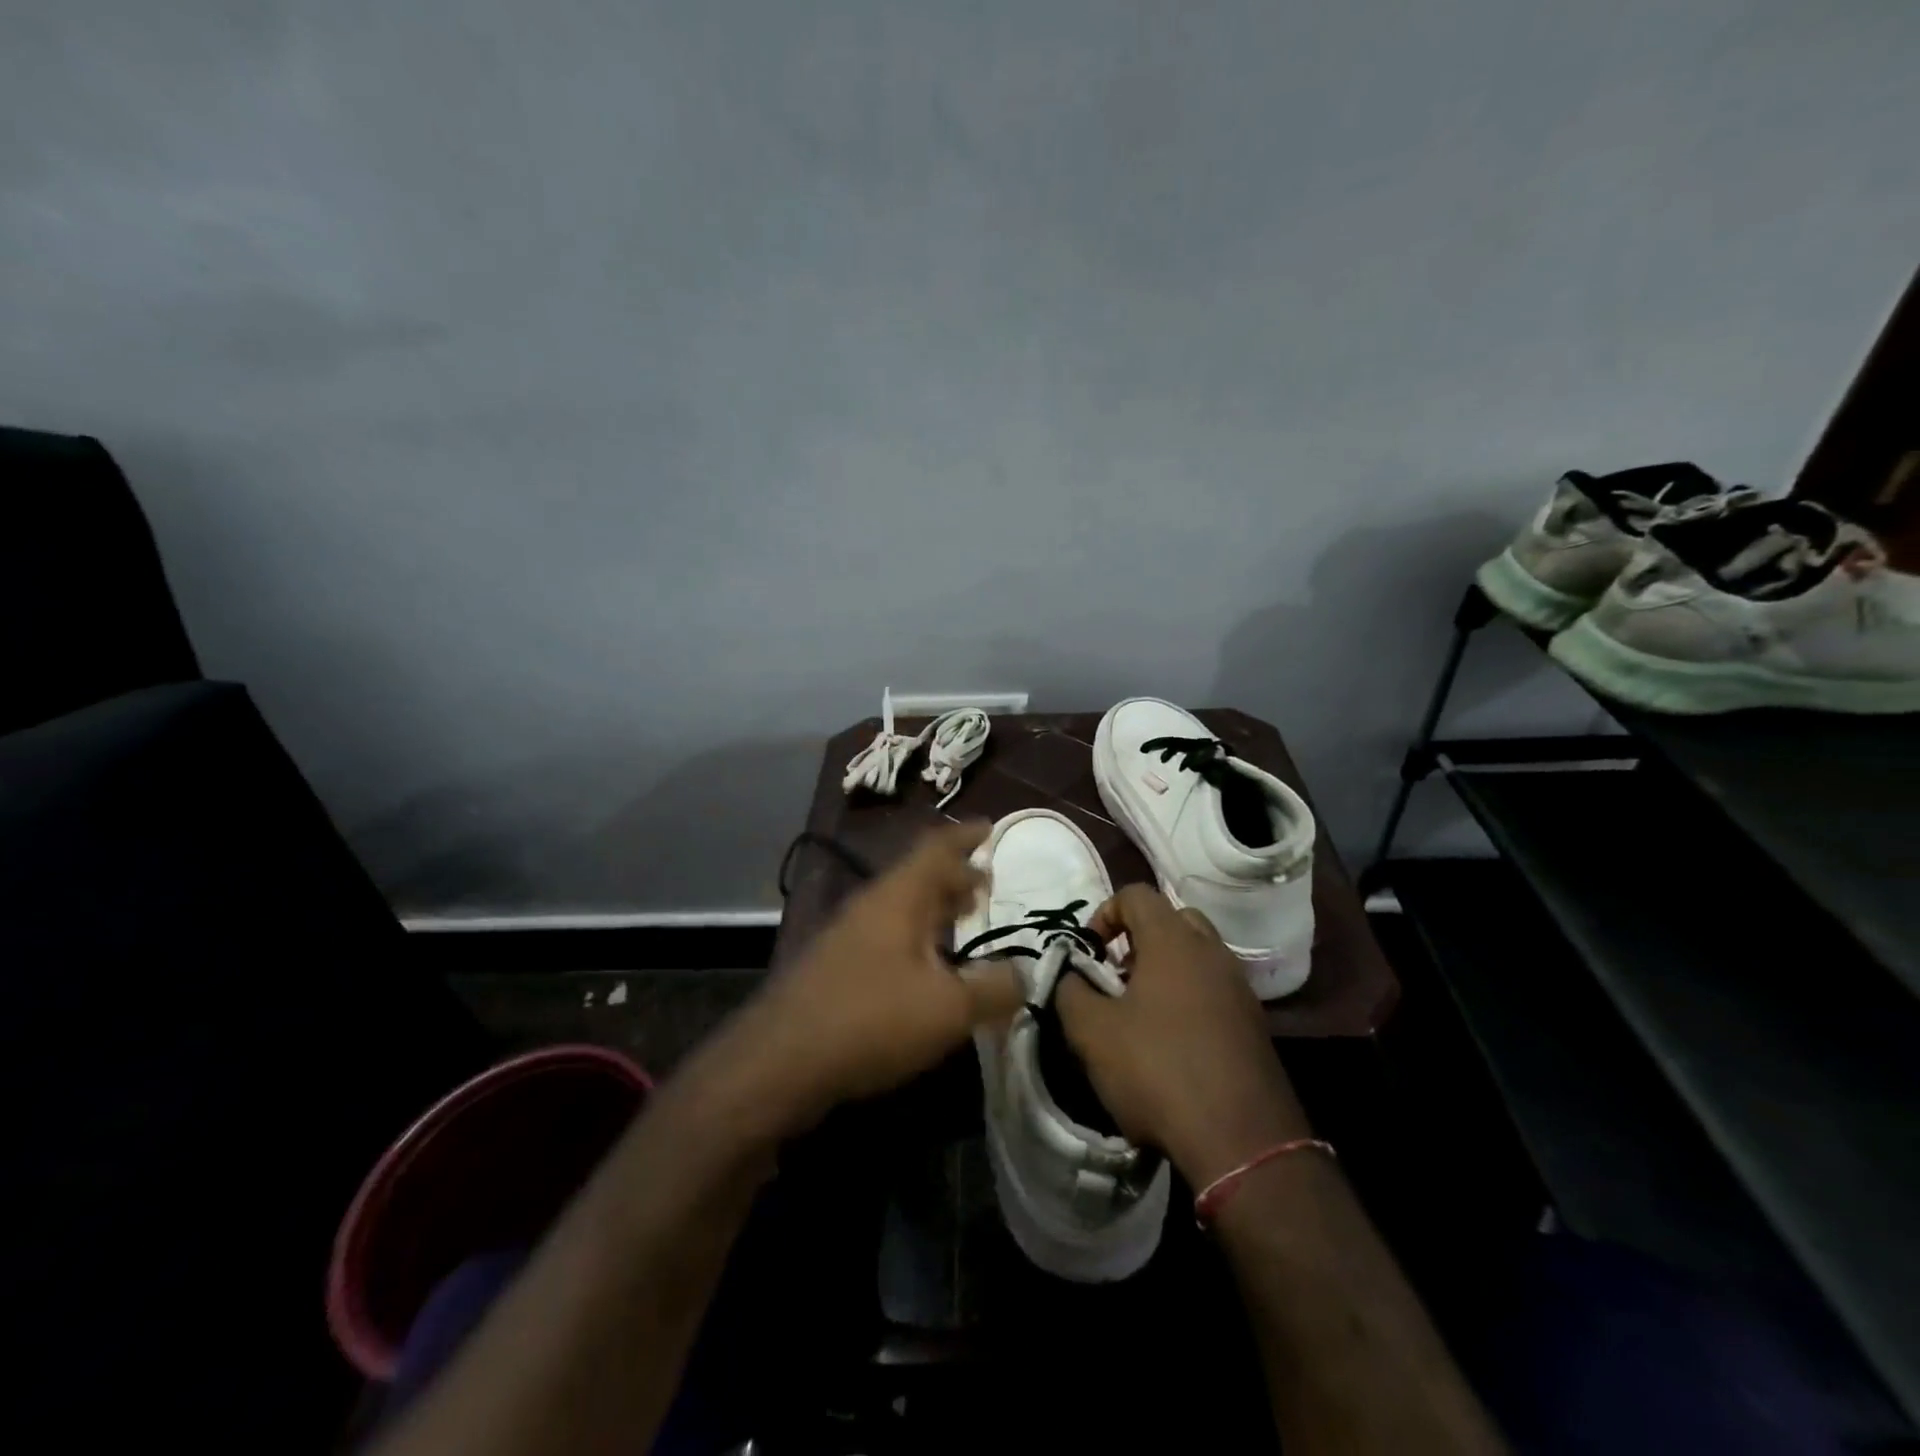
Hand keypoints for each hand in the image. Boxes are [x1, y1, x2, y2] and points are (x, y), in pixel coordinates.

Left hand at [723, 822, 1021, 1132]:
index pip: (937, 847)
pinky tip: (930, 970)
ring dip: (936, 909)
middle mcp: (872, 905)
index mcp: (899, 896)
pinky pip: (888, 935)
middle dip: (955, 876)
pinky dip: (918, 938)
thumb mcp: (948, 1008)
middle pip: (919, 876)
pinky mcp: (837, 967)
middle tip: (987, 886)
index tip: (991, 827)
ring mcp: (849, 935)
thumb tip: (1026, 975)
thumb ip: (994, 988)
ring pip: (902, 907)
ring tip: (965, 922)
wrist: (779, 1062)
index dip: (966, 836)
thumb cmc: (870, 1019)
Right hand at [1058, 885, 1310, 1187]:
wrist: (1242, 1141)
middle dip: (1138, 939)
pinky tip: (1171, 1044)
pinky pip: (1214, 989)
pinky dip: (1189, 998)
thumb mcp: (1091, 1032)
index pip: (1136, 894)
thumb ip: (1070, 991)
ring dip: (1164, 970)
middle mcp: (1212, 952)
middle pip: (1172, 919)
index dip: (1104, 914)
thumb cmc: (1158, 1070)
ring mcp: (1239, 988)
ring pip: (1196, 956)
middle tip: (1117, 978)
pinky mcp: (1254, 1024)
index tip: (1089, 954)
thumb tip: (1070, 976)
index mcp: (1173, 940)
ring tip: (1139, 1014)